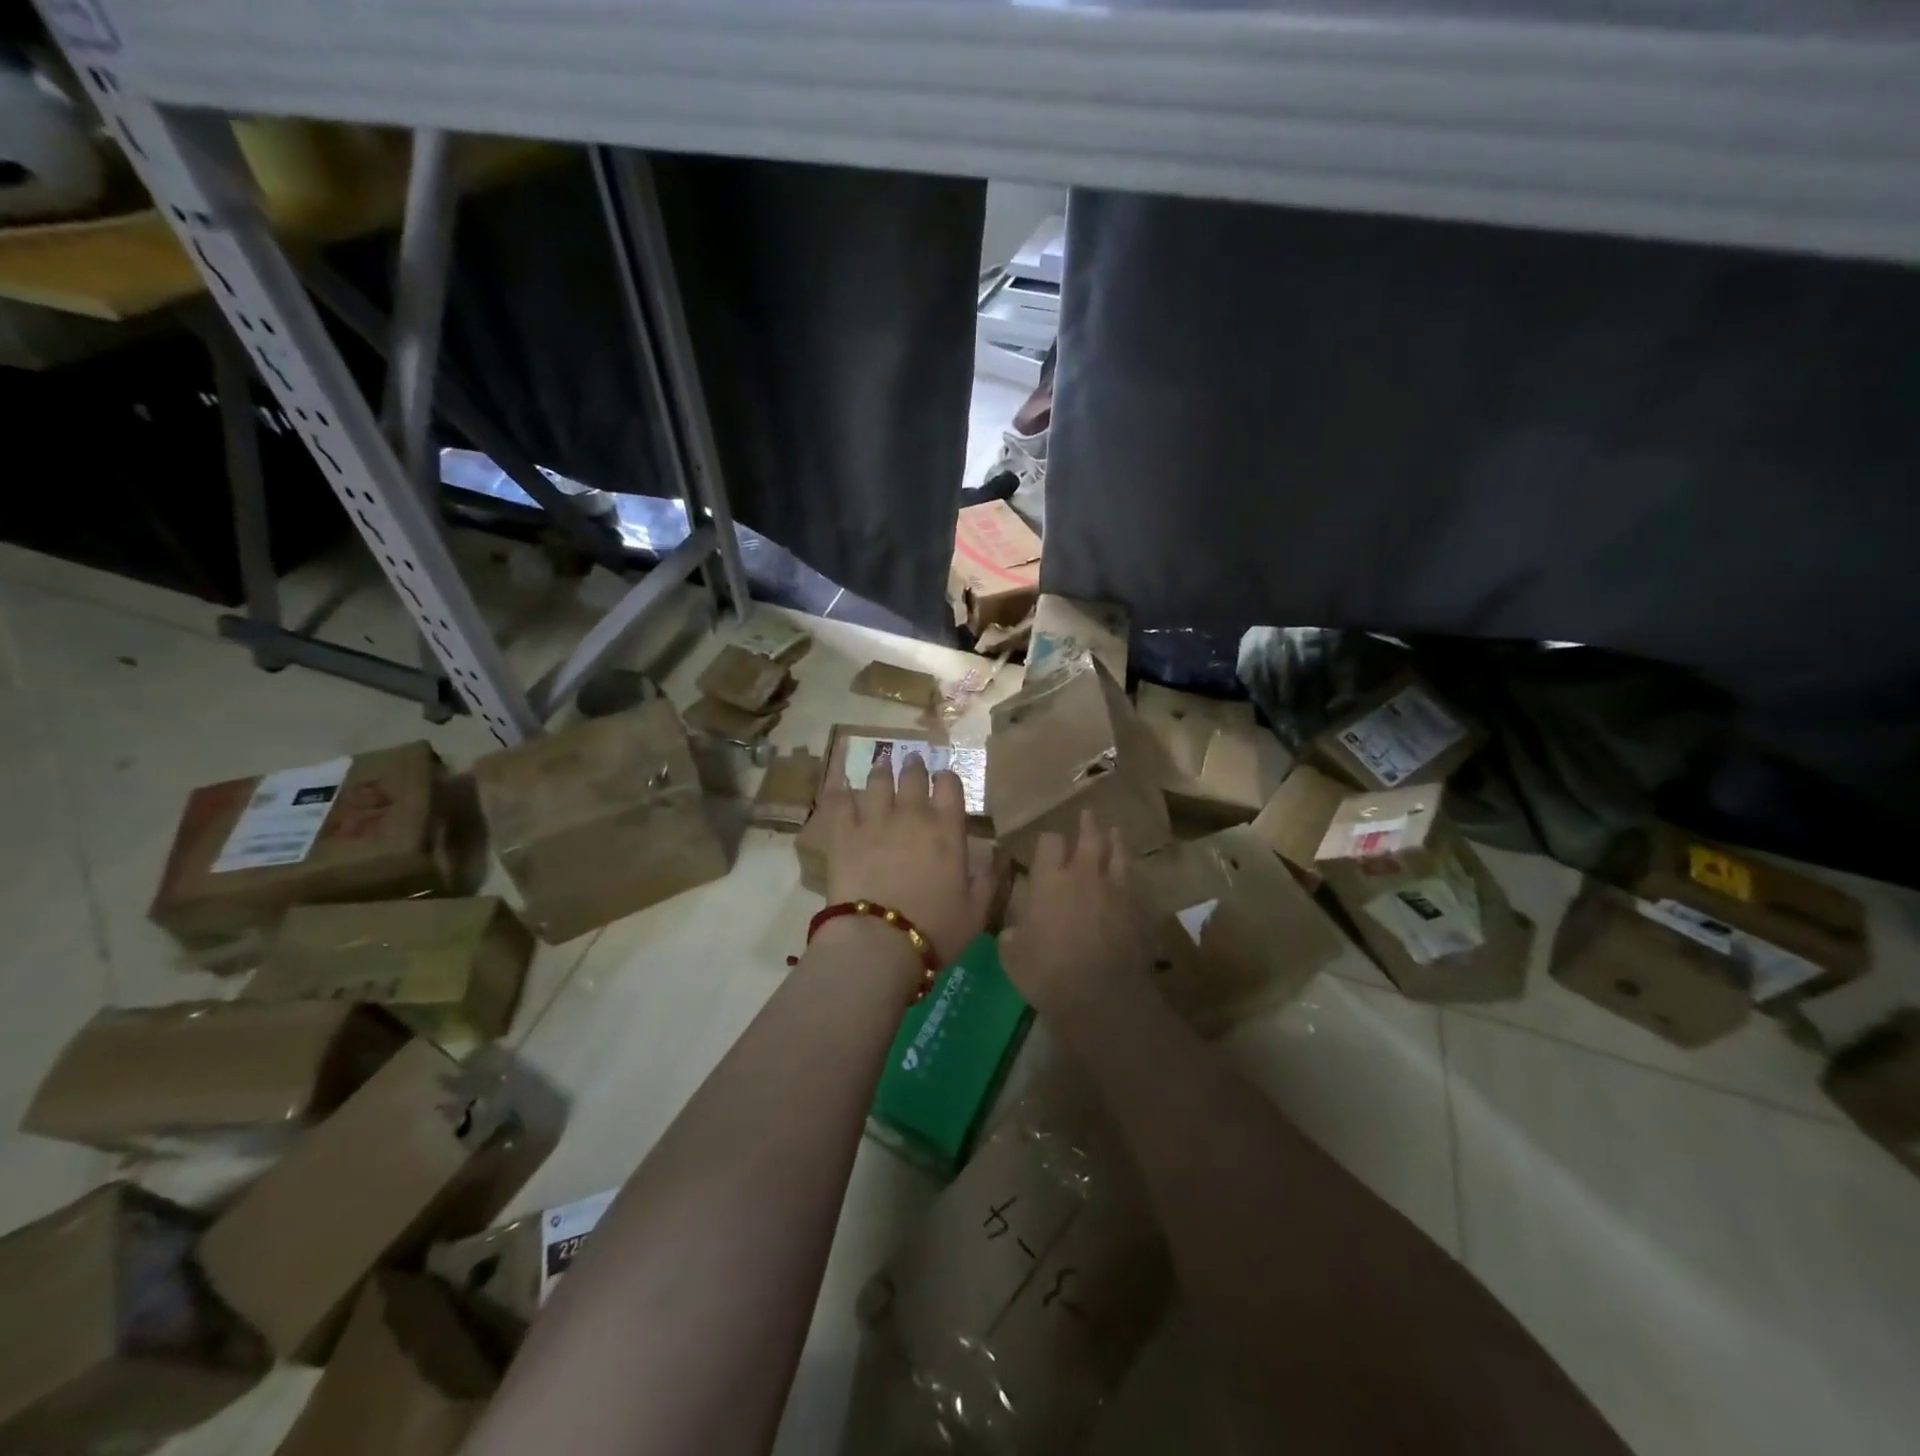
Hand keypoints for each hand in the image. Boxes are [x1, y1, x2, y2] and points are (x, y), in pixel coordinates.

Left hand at [814, 753, 995, 970]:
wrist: (879, 942)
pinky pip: (841, 804)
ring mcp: (875, 821)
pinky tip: (841, 786)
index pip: (950, 787)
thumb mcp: (976, 911)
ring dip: (882, 770)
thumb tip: (994, 857)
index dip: (947, 778)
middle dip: (915, 766)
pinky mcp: (843, 835)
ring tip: (882, 763)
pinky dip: (842, 792)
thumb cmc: (936, 930)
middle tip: (913, 759)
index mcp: (947, 830)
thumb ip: (987, 880)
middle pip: (913, 777)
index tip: (944, 777)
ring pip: (877, 783)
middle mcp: (912, 816)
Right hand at [1000, 811, 1151, 1017]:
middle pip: (1089, 838)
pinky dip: (1130, 875)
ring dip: (1115, 841)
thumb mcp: (1013, 957)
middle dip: (1087, 825)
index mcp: (1050, 881)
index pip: (1049, 843)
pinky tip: (1130, 877)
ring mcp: (1116, 890)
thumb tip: (1015, 932)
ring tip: (1115, 832)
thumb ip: (1013, 937)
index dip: (1048, 840)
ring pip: (1118, 854)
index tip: (1047, 843)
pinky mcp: (1139, 910)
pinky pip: (1135, 883)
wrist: (1102, 996)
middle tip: (1088, 814)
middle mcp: (1084, 876)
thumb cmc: (1048, 973)